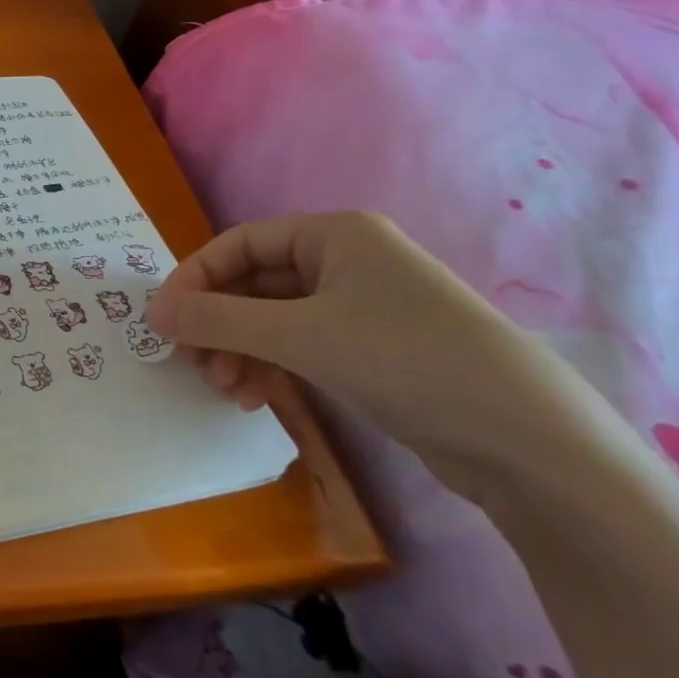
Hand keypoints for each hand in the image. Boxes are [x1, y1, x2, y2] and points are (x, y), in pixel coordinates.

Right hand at [146, 212, 559, 495]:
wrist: (526, 442)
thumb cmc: (403, 359)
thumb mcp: (298, 335)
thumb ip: (216, 320)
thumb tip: (151, 313)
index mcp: (334, 236)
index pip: (239, 244)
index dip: (195, 279)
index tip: (163, 321)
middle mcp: (346, 262)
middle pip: (254, 284)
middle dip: (217, 324)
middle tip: (191, 364)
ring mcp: (361, 308)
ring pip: (273, 320)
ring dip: (239, 351)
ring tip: (225, 390)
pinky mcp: (372, 351)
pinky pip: (300, 347)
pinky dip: (270, 367)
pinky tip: (256, 398)